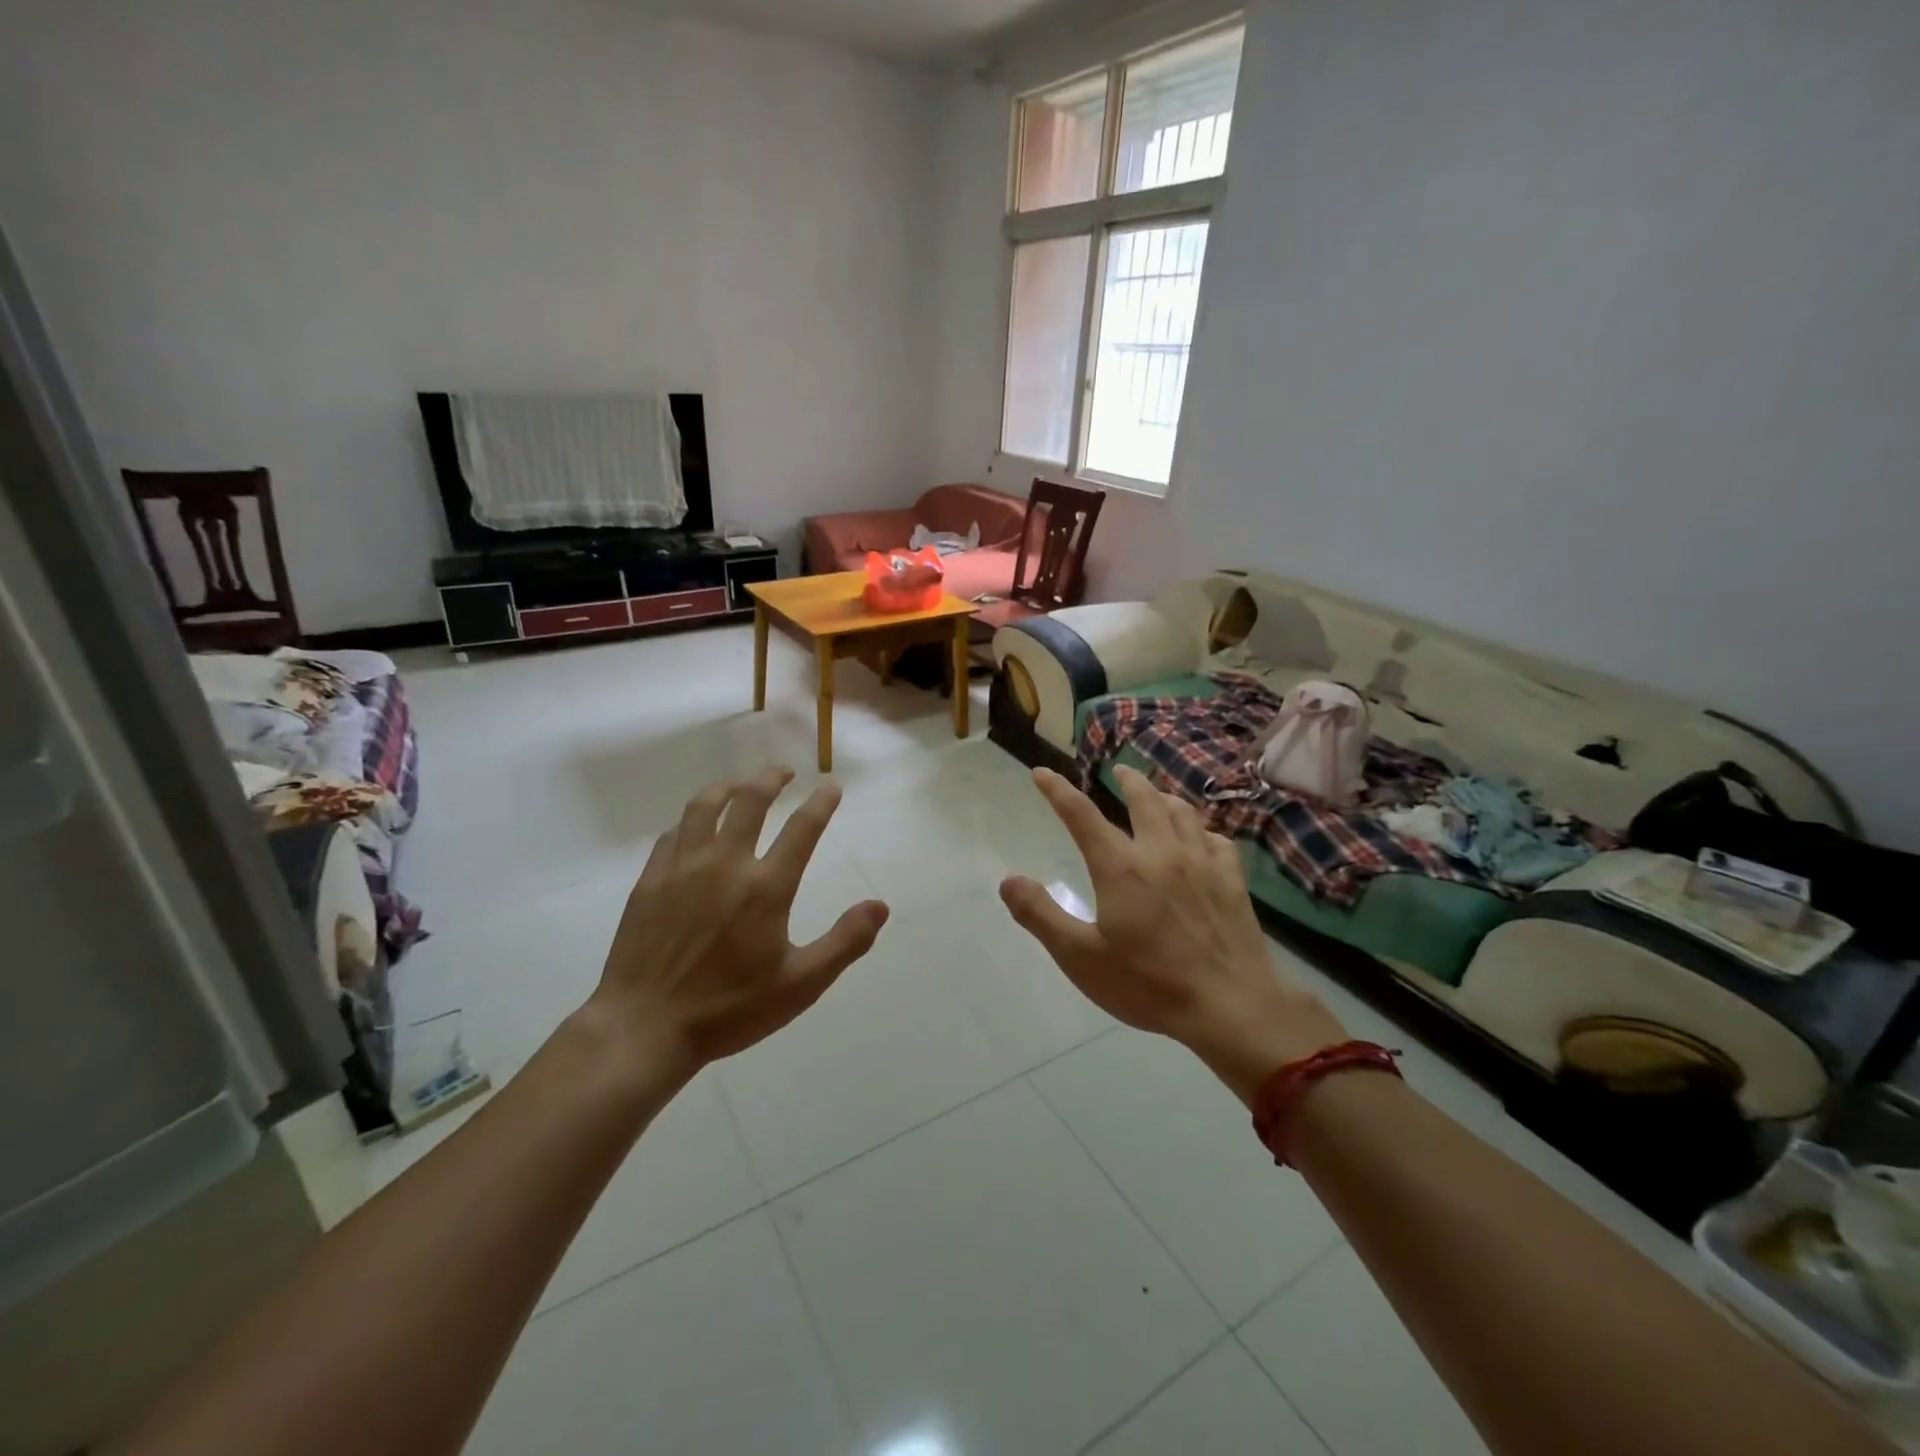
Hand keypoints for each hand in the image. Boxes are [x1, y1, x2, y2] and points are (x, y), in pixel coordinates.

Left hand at [592, 767, 889, 1071]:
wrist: (644, 1027)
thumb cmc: (729, 1009)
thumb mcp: (800, 985)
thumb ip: (845, 942)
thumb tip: (880, 906)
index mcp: (766, 887)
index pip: (802, 828)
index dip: (821, 803)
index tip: (831, 787)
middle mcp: (725, 864)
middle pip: (750, 800)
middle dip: (771, 778)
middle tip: (784, 772)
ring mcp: (682, 868)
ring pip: (705, 805)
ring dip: (728, 786)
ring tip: (741, 785)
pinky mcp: (651, 880)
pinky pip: (674, 833)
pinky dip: (692, 820)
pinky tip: (696, 827)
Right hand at [1000, 765, 1347, 1103]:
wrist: (1229, 1006)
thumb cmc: (1148, 984)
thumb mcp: (1080, 957)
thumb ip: (1040, 915)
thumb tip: (1007, 881)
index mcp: (1120, 867)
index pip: (1081, 815)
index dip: (1058, 790)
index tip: (1042, 772)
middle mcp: (1161, 852)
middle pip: (1144, 799)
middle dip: (1127, 779)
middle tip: (1119, 770)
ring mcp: (1202, 863)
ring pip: (1183, 812)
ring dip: (1165, 797)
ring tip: (1157, 796)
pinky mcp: (1232, 881)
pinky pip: (1217, 840)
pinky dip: (1203, 830)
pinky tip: (1201, 839)